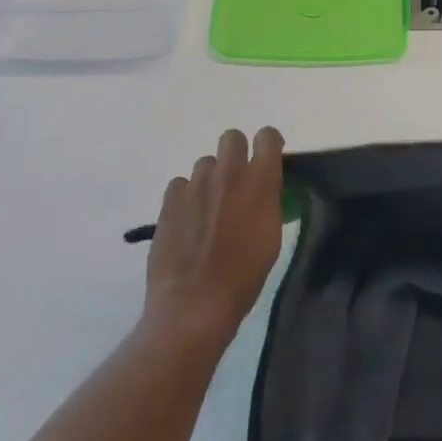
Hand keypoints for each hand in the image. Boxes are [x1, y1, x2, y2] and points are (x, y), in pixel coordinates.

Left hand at [144, 127, 285, 343]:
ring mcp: (196, 184)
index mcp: (260, 182)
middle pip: (232, 138)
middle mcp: (229, 173)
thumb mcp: (270, 237)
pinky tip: (187, 220)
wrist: (194, 303)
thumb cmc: (244, 276)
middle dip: (236, 153)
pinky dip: (186, 197)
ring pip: (205, 163)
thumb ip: (267, 202)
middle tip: (235, 182)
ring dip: (210, 179)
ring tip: (208, 208)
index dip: (268, 144)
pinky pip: (180, 184)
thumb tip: (262, 190)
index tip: (267, 160)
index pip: (268, 137)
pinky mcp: (170, 200)